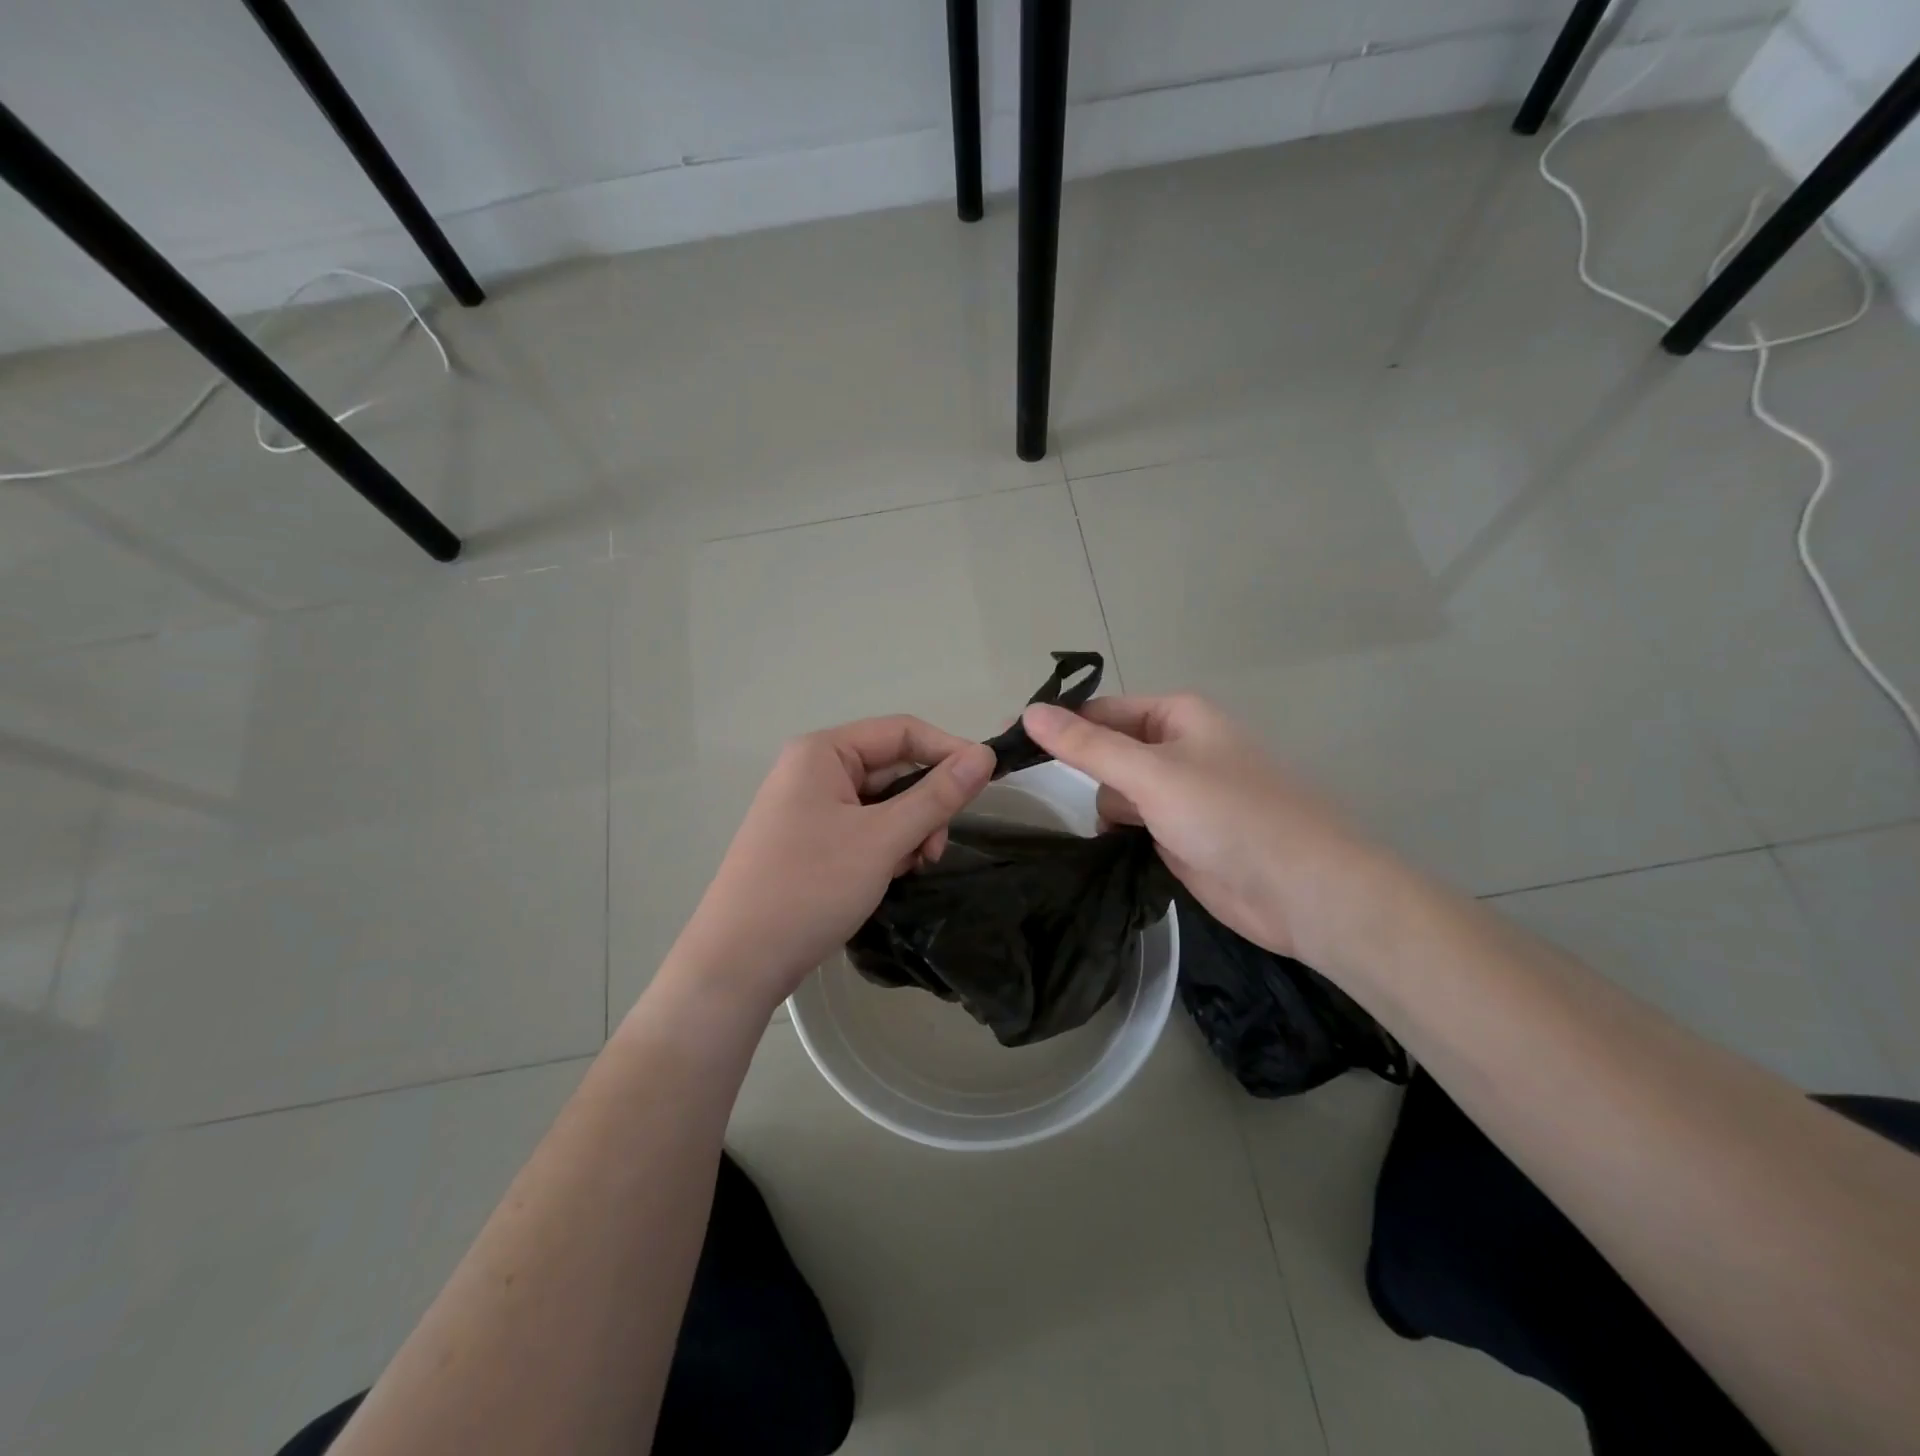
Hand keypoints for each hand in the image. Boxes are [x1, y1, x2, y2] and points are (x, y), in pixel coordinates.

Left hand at [669, 717, 994, 1010]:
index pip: (902, 731)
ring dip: (908, 830)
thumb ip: (937, 796)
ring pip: (882, 803)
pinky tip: (887, 876)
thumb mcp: (882, 839)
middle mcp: (813, 770)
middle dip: (925, 805)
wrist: (737, 963)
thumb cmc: (809, 888)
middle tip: (935, 850)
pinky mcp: (809, 841)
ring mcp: (809, 807)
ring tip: (908, 868)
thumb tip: (984, 756)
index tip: (987, 783)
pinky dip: (886, 847)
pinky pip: (863, 828)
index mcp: (822, 752)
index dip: (948, 751)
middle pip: (893, 768)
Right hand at [1023, 695, 1379, 961]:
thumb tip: (1029, 712)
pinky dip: (1121, 833)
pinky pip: (1134, 823)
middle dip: (1082, 769)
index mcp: (1177, 717)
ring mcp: (1179, 795)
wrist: (1302, 892)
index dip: (1056, 724)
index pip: (1101, 711)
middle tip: (1032, 787)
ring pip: (1117, 791)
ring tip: (1109, 826)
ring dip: (1107, 807)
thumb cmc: (1230, 816)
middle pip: (1107, 750)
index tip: (1007, 743)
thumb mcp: (1152, 773)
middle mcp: (1177, 749)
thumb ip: (1088, 746)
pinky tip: (1116, 847)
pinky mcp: (1180, 835)